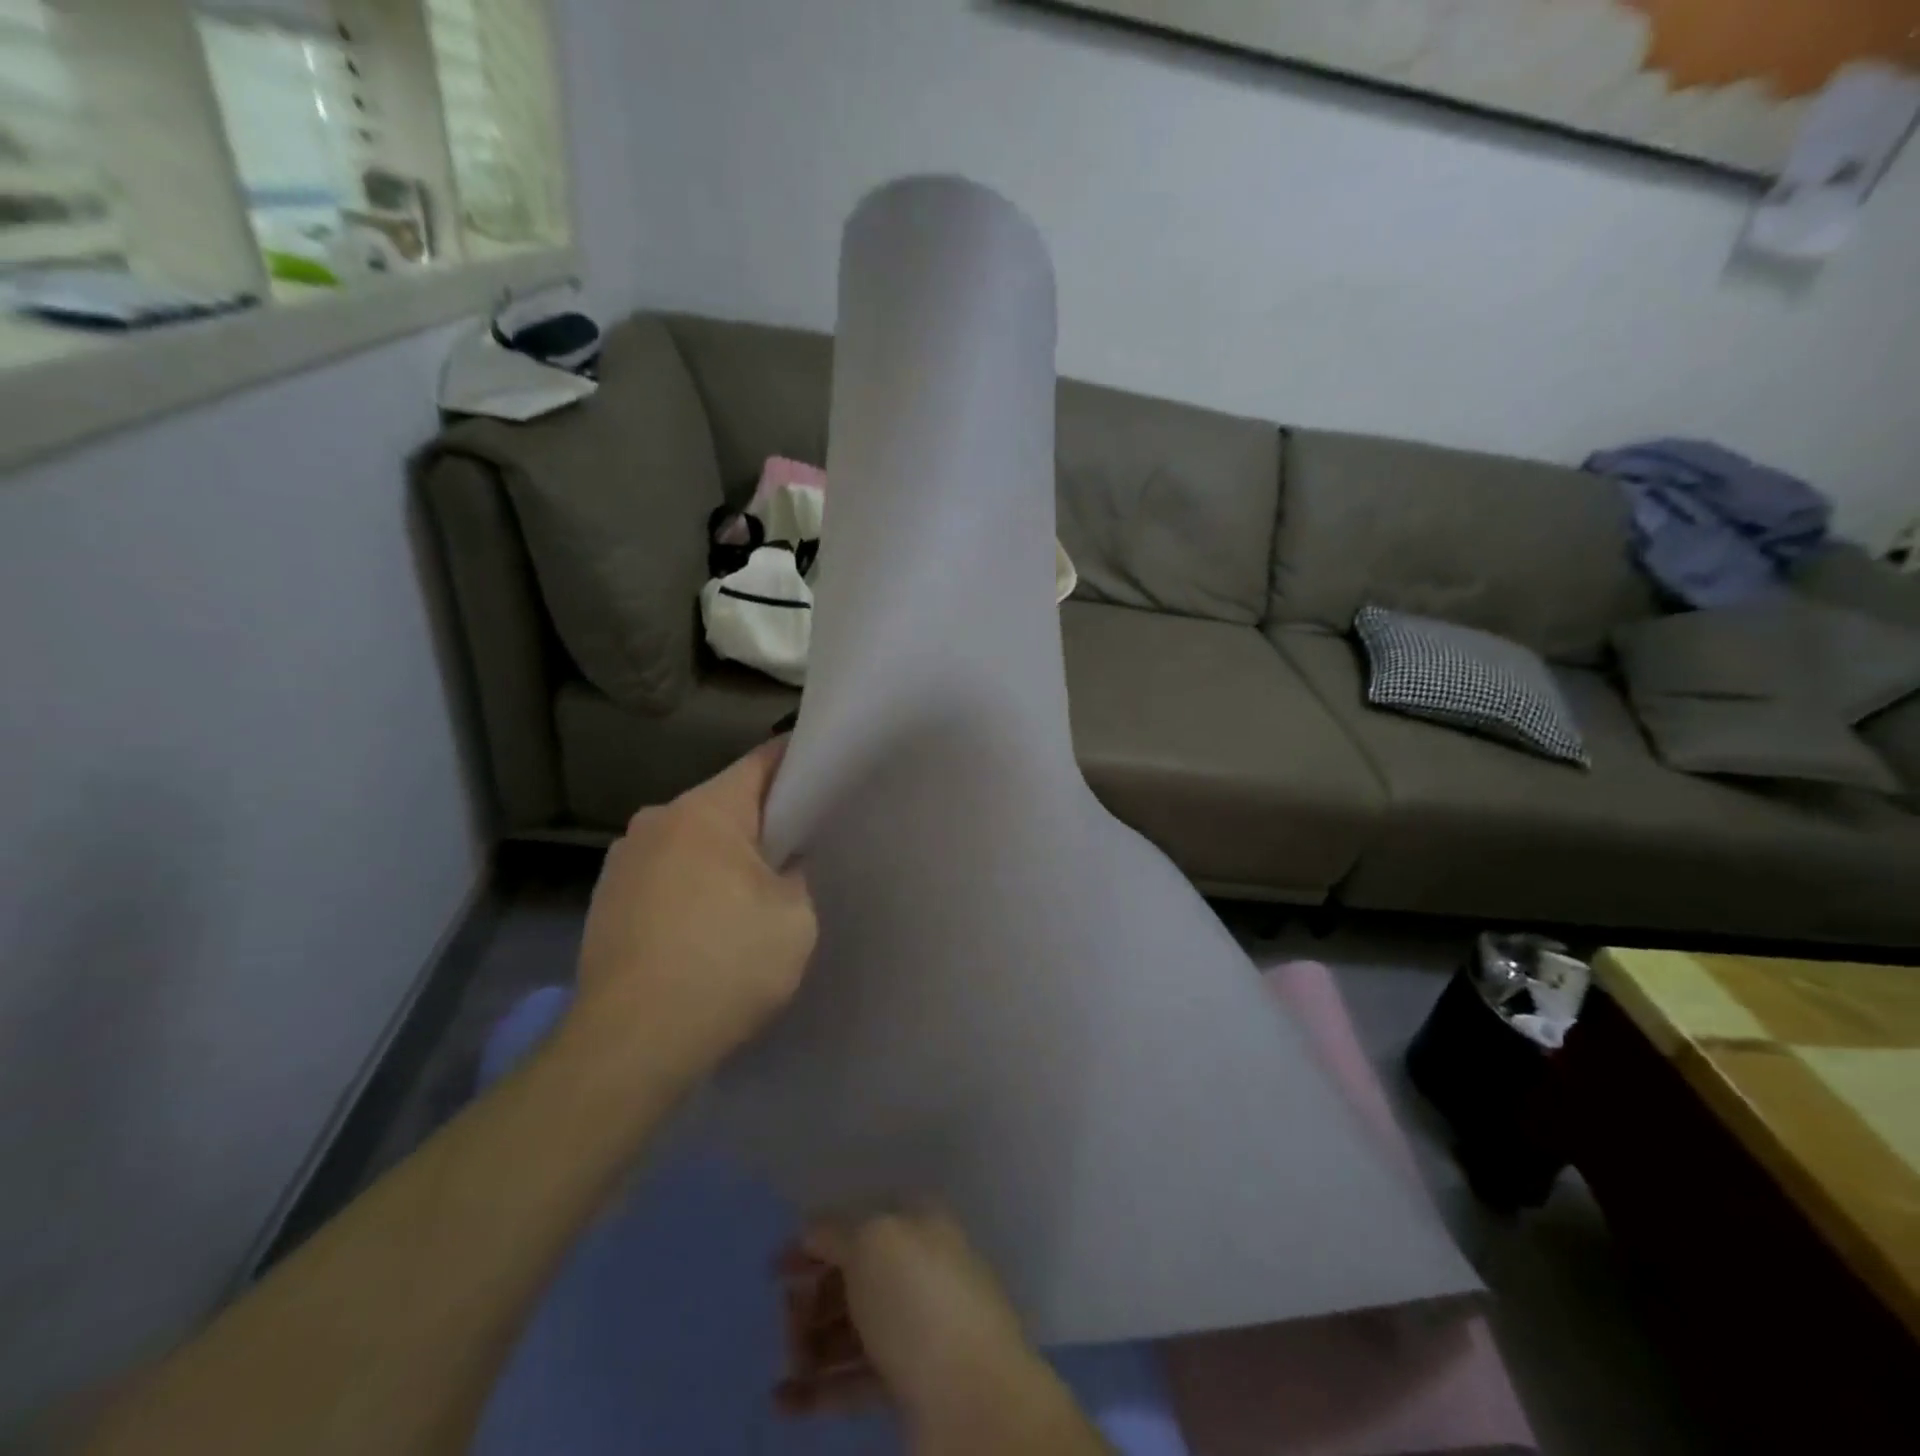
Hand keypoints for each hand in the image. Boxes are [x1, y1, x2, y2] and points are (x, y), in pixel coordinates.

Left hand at [569, 739, 815, 1087]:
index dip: (797, 763)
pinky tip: (704, 929)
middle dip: (759, 823)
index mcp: (704, 811)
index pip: (761, 763)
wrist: (630, 1046)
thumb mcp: (794, 918)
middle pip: (723, 804)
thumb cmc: (725, 965)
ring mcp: (622, 862)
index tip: (823, 772)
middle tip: (795, 852)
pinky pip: (664, 876)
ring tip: (747, 899)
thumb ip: (795, 875)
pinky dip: (689, 888)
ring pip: (690, 842)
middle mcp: (655, 822)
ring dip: (720, 859)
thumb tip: (779, 867)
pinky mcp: (604, 902)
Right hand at [780, 1207, 1074, 1449]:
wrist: (974, 1399)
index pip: (860, 1220)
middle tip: (785, 1322)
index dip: (817, 1239)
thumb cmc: (918, 1301)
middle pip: (855, 1276)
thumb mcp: (871, 1243)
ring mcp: (920, 1327)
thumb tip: (812, 1230)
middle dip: (813, 1296)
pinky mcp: (913, 1384)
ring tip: (787, 1366)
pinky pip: (858, 1377)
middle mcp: (921, 1266)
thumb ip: (835, 1232)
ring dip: (813, 1343)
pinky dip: (822, 1387)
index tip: (777, 1268)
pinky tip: (784, 1401)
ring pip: (854, 1327)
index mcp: (918, 1221)